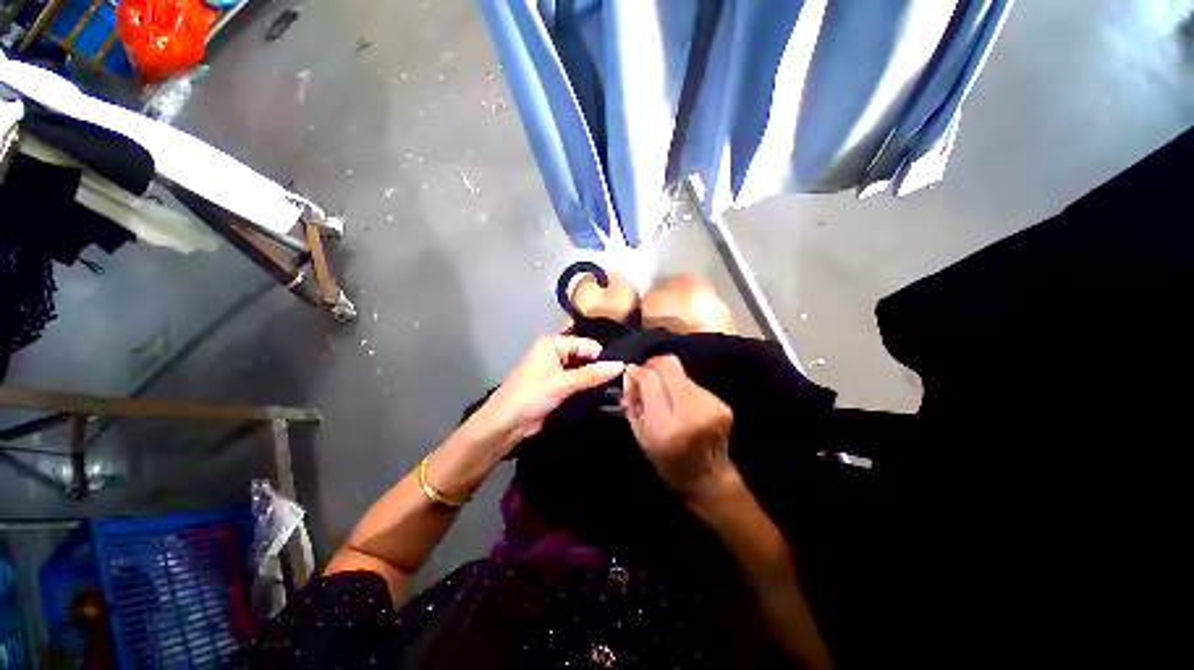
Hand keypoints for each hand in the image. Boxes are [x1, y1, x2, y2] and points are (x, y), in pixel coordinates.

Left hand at [469, 336, 625, 448]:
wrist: (506, 424)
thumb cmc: (531, 396)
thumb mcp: (563, 383)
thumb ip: (592, 374)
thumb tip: (621, 365)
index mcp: (553, 344)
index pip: (587, 344)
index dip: (602, 357)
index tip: (620, 371)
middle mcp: (556, 353)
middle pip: (586, 356)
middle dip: (600, 368)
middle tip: (621, 381)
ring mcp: (557, 369)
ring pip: (584, 370)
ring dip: (595, 379)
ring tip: (616, 388)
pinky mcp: (558, 385)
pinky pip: (578, 381)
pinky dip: (588, 386)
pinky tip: (602, 394)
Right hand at [622, 355, 737, 501]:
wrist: (709, 477)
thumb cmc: (668, 461)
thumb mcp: (640, 437)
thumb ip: (633, 403)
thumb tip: (631, 373)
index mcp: (667, 427)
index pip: (650, 380)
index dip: (637, 372)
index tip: (632, 374)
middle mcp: (691, 412)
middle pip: (669, 365)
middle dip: (653, 364)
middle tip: (646, 374)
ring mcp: (710, 405)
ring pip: (681, 372)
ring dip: (667, 377)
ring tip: (664, 393)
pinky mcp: (721, 403)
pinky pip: (692, 383)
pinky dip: (681, 387)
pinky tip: (680, 403)